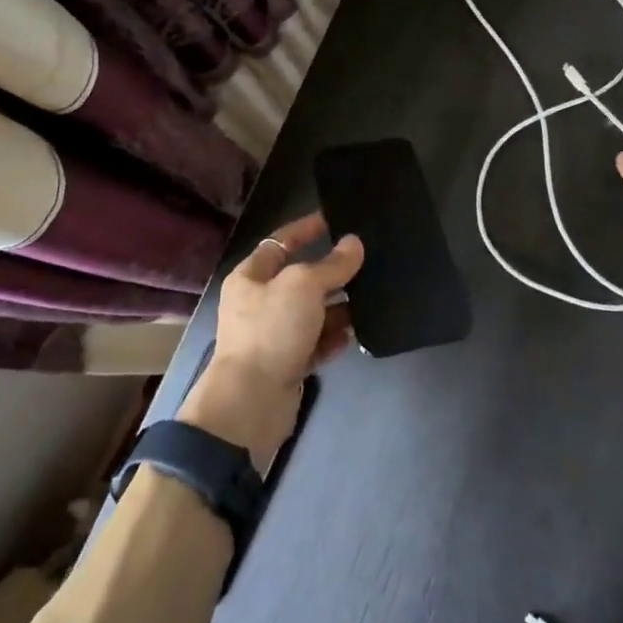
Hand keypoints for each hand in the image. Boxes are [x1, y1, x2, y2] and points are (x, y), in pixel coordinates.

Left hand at [180, 213, 362, 470]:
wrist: (251, 402)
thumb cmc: (271, 330)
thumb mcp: (304, 286)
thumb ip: (332, 264)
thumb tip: (354, 243)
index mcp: (251, 277)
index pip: (281, 242)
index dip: (306, 229)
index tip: (336, 219)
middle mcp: (260, 302)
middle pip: (302, 279)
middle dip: (333, 272)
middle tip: (368, 261)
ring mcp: (274, 335)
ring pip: (314, 312)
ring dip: (340, 307)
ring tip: (372, 298)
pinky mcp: (288, 363)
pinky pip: (317, 342)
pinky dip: (335, 337)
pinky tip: (356, 333)